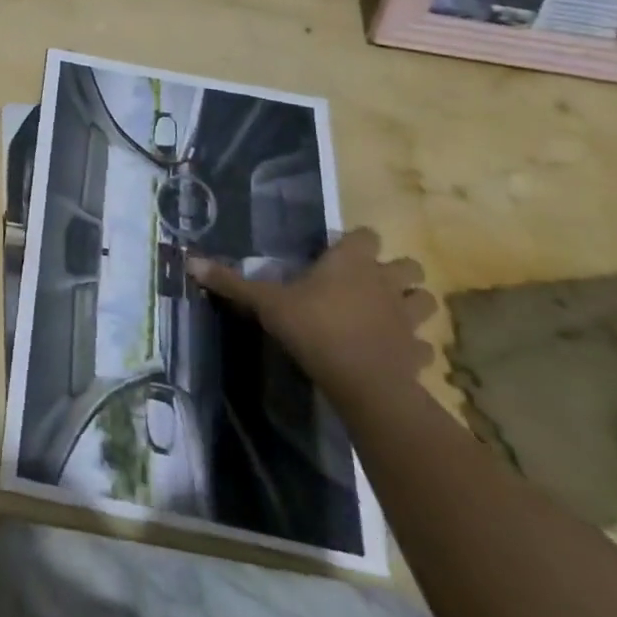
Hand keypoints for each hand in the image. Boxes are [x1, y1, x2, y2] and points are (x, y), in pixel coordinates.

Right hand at [186, 228, 435, 407]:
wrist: (363, 382)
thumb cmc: (314, 328)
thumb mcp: (266, 302)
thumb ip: (233, 282)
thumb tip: (190, 261)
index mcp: (352, 261)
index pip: (366, 234)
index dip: (355, 242)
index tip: (336, 254)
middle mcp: (385, 282)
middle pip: (409, 265)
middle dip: (395, 271)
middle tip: (367, 283)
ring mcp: (407, 318)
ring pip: (425, 300)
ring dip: (411, 304)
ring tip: (387, 313)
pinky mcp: (418, 352)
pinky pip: (424, 345)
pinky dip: (413, 346)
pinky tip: (394, 352)